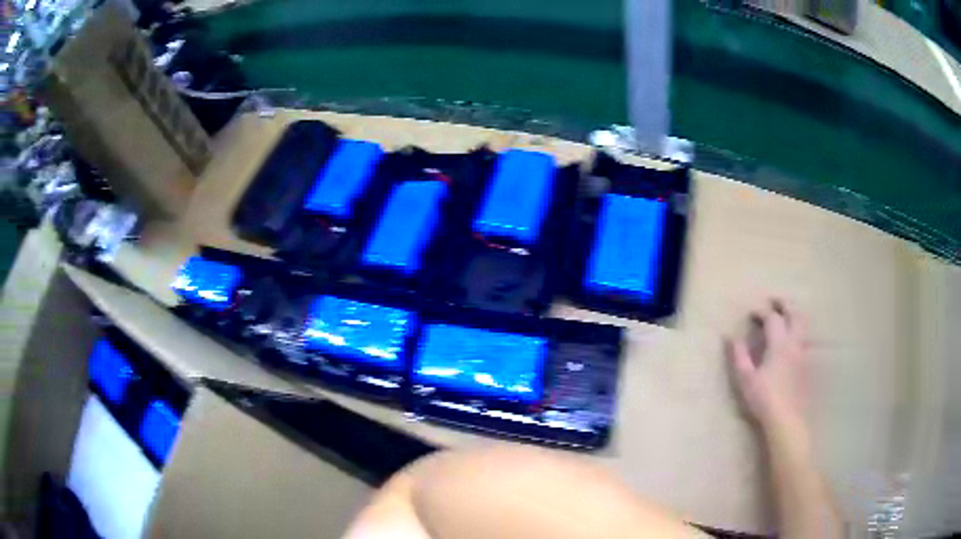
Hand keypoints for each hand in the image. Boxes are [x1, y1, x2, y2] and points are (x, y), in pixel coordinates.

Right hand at [726, 299, 809, 432]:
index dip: (761, 312)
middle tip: (774, 301)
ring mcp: (803, 352)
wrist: (786, 418)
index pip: (772, 318)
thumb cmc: (764, 398)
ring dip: (794, 314)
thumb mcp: (746, 379)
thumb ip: (739, 356)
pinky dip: (799, 331)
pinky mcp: (807, 364)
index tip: (751, 313)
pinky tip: (794, 339)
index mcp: (779, 343)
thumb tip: (731, 337)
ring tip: (786, 315)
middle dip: (784, 304)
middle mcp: (794, 342)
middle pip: (794, 313)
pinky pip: (805, 339)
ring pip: (803, 324)